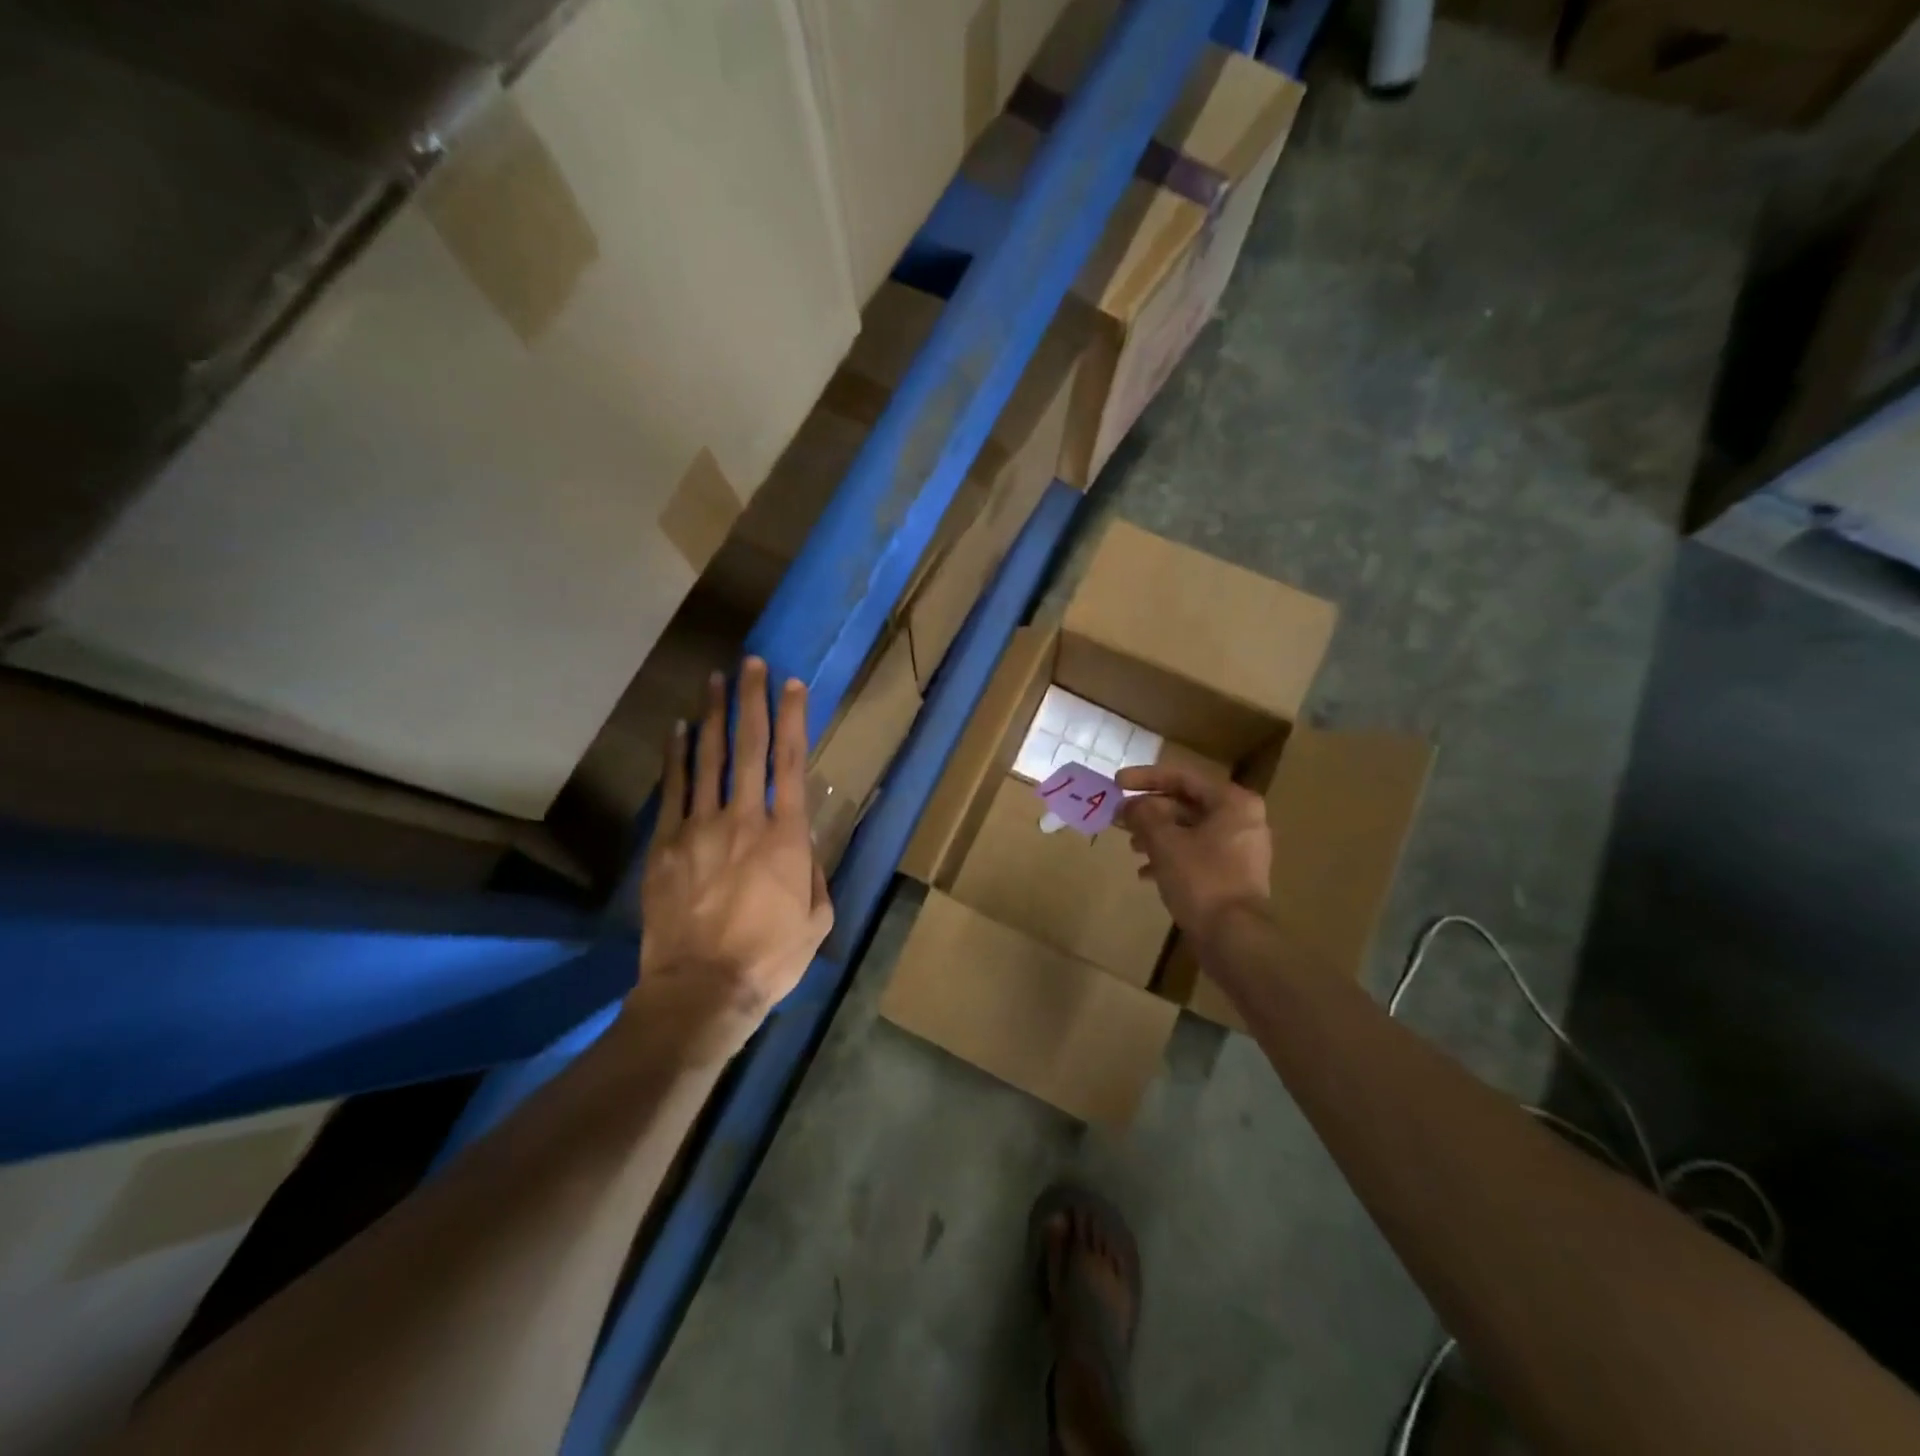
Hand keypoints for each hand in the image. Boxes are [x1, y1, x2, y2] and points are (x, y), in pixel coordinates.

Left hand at [638, 658, 833, 1039]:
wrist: (700, 988)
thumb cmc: (770, 957)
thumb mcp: (816, 919)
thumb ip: (814, 873)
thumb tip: (803, 845)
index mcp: (785, 836)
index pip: (792, 762)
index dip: (794, 718)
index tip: (793, 684)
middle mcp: (743, 819)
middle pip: (750, 748)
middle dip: (752, 701)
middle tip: (752, 662)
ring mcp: (699, 828)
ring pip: (708, 759)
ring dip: (714, 716)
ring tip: (715, 681)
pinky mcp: (665, 845)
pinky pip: (672, 790)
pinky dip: (676, 756)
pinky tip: (678, 730)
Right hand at [1116, 764, 1270, 941]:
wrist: (1234, 937)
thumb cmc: (1201, 880)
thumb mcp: (1165, 842)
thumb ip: (1144, 815)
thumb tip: (1130, 806)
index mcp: (1232, 802)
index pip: (1183, 777)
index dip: (1145, 778)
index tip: (1116, 782)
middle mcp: (1241, 819)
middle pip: (1186, 803)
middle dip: (1149, 810)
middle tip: (1118, 817)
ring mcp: (1239, 849)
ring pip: (1189, 830)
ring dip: (1156, 834)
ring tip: (1130, 845)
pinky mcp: (1232, 874)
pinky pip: (1196, 853)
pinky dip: (1171, 856)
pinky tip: (1145, 872)